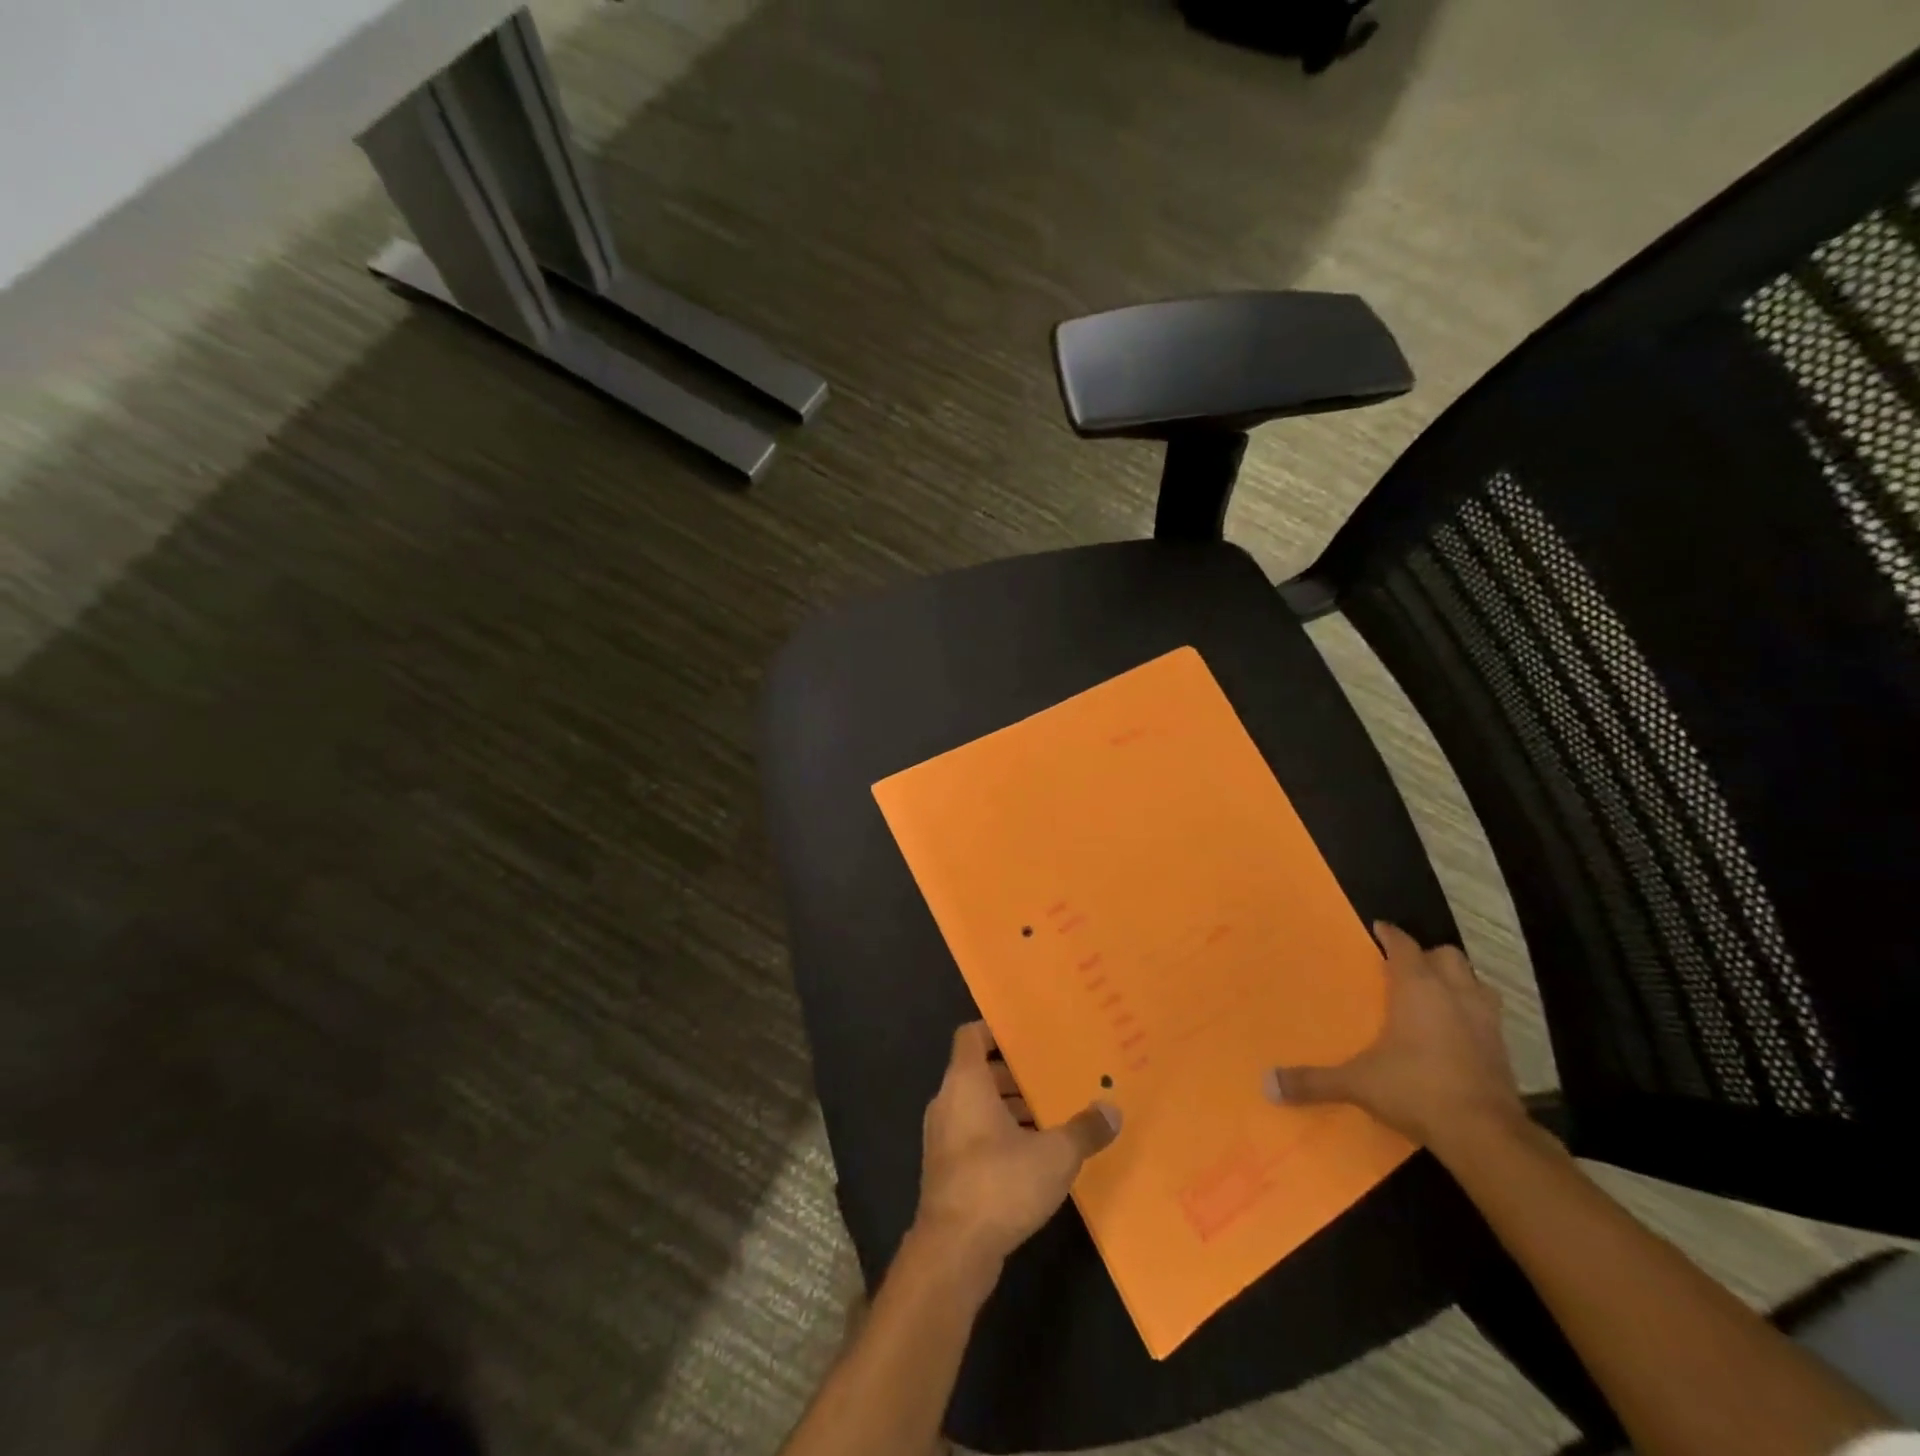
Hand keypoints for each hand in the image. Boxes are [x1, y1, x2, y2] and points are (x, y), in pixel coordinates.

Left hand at [913, 1022, 1120, 1273]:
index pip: (971, 1035)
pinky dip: (999, 1135)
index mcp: (966, 1082)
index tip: (1027, 1036)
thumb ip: (1083, 1129)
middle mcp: (948, 1101)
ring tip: (1051, 1116)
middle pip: (979, 1072)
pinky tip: (1034, 1155)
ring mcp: (943, 1137)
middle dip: (1014, 1075)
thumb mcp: (1055, 1155)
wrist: (953, 1251)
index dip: (996, 1031)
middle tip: (1052, 1078)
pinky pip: (974, 1135)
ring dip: (1009, 1108)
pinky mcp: (946, 1170)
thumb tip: (1112, 1110)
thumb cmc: (1000, 1183)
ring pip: (977, 1106)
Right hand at [1264, 922, 1523, 1153]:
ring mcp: (1485, 1021)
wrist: (1485, 1135)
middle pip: (1447, 956)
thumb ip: (1313, 1081)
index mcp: (1418, 988)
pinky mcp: (1503, 1051)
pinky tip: (1456, 1033)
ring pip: (1475, 983)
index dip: (1390, 935)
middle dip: (1428, 956)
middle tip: (1406, 966)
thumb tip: (1267, 1085)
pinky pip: (1488, 1016)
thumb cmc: (1416, 1089)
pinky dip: (1471, 1015)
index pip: (1404, 945)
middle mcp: (1455, 995)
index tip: (1378, 929)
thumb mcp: (1357, 1084)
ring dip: (1457, 982)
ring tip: (1436, 994)